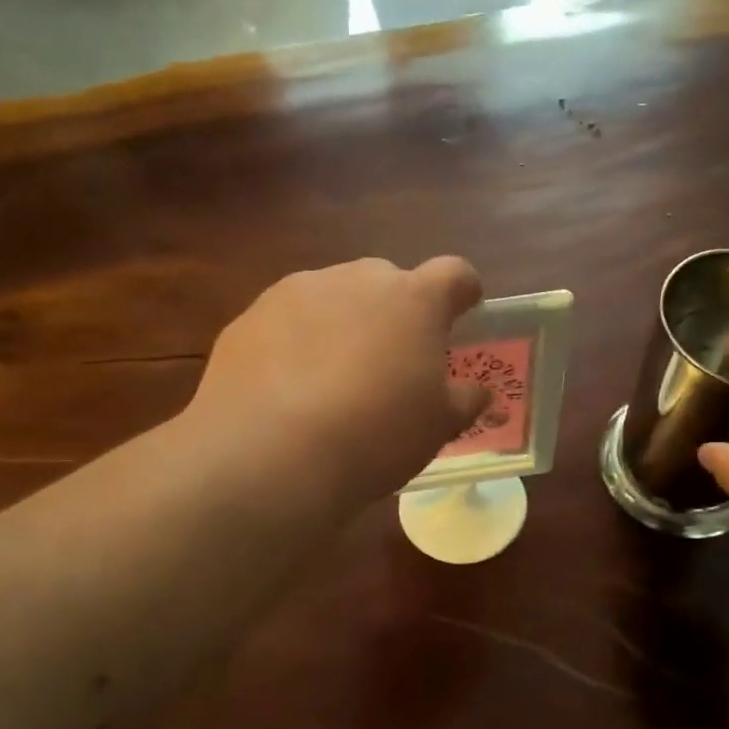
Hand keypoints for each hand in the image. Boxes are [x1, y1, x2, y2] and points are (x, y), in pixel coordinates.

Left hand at [189, 257, 487, 509]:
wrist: (269, 454)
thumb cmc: (375, 436)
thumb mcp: (436, 428)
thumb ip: (463, 401)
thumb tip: (477, 392)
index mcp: (414, 301)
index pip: (454, 274)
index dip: (462, 291)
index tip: (464, 310)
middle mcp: (357, 281)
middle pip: (388, 282)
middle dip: (395, 312)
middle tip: (393, 361)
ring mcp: (297, 292)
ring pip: (334, 298)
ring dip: (344, 324)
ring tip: (335, 380)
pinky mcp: (250, 316)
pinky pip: (287, 321)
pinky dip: (296, 343)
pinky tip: (289, 390)